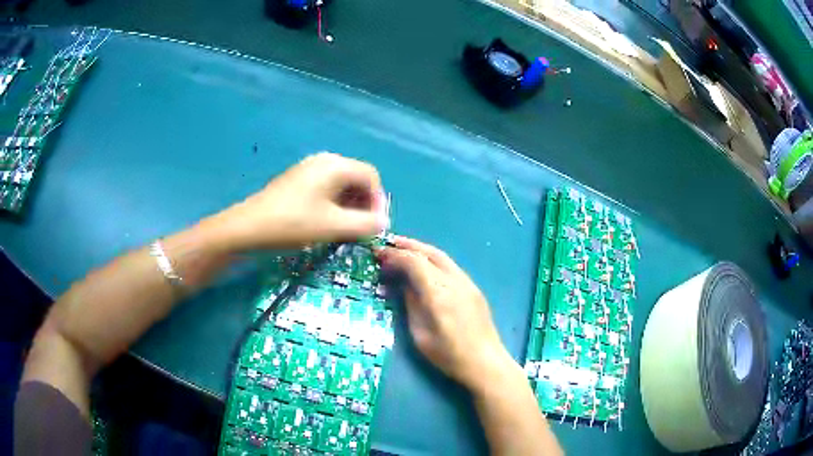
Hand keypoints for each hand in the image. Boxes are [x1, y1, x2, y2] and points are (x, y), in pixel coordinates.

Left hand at [211, 152, 387, 250]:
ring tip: (345, 229)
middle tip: (361, 230)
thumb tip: (383, 222)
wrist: (248, 227)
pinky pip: (325, 188)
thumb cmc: (293, 224)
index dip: (378, 201)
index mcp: (335, 166)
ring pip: (341, 185)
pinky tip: (326, 222)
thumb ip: (365, 224)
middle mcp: (324, 161)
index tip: (374, 226)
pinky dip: (333, 204)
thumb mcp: (333, 227)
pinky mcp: (297, 180)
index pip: (371, 177)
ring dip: (349, 206)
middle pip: (356, 179)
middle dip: (364, 204)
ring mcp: (308, 169)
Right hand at [377, 236, 516, 391]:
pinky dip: (433, 260)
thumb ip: (411, 305)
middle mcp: (454, 281)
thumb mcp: (420, 335)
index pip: (414, 263)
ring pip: (441, 256)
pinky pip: (450, 266)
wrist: (485, 362)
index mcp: (438, 294)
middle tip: (388, 244)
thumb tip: (403, 284)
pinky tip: (424, 265)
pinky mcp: (473, 288)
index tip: (378, 255)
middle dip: (407, 245)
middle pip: (429, 253)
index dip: (395, 256)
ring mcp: (467, 283)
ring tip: (402, 249)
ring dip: (420, 250)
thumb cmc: (448, 355)